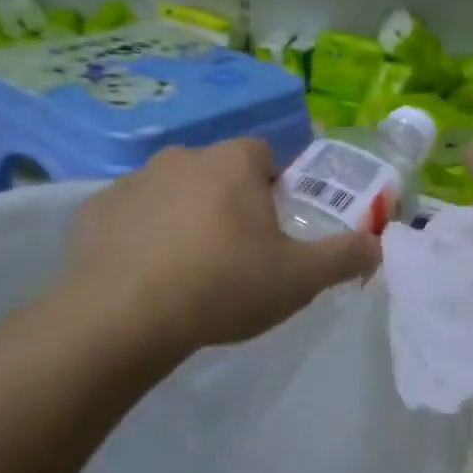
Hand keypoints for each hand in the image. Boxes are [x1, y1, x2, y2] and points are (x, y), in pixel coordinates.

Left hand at [54, 138, 379, 361]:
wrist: (125, 317)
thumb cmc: (224, 286)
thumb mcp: (300, 279)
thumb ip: (345, 257)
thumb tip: (378, 245)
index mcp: (233, 164)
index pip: (264, 155)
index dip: (274, 187)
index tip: (275, 227)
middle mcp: (182, 158)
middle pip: (216, 172)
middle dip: (229, 202)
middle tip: (236, 254)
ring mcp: (132, 182)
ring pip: (172, 192)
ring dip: (184, 217)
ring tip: (188, 270)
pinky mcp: (94, 212)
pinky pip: (130, 217)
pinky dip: (140, 236)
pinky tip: (144, 277)